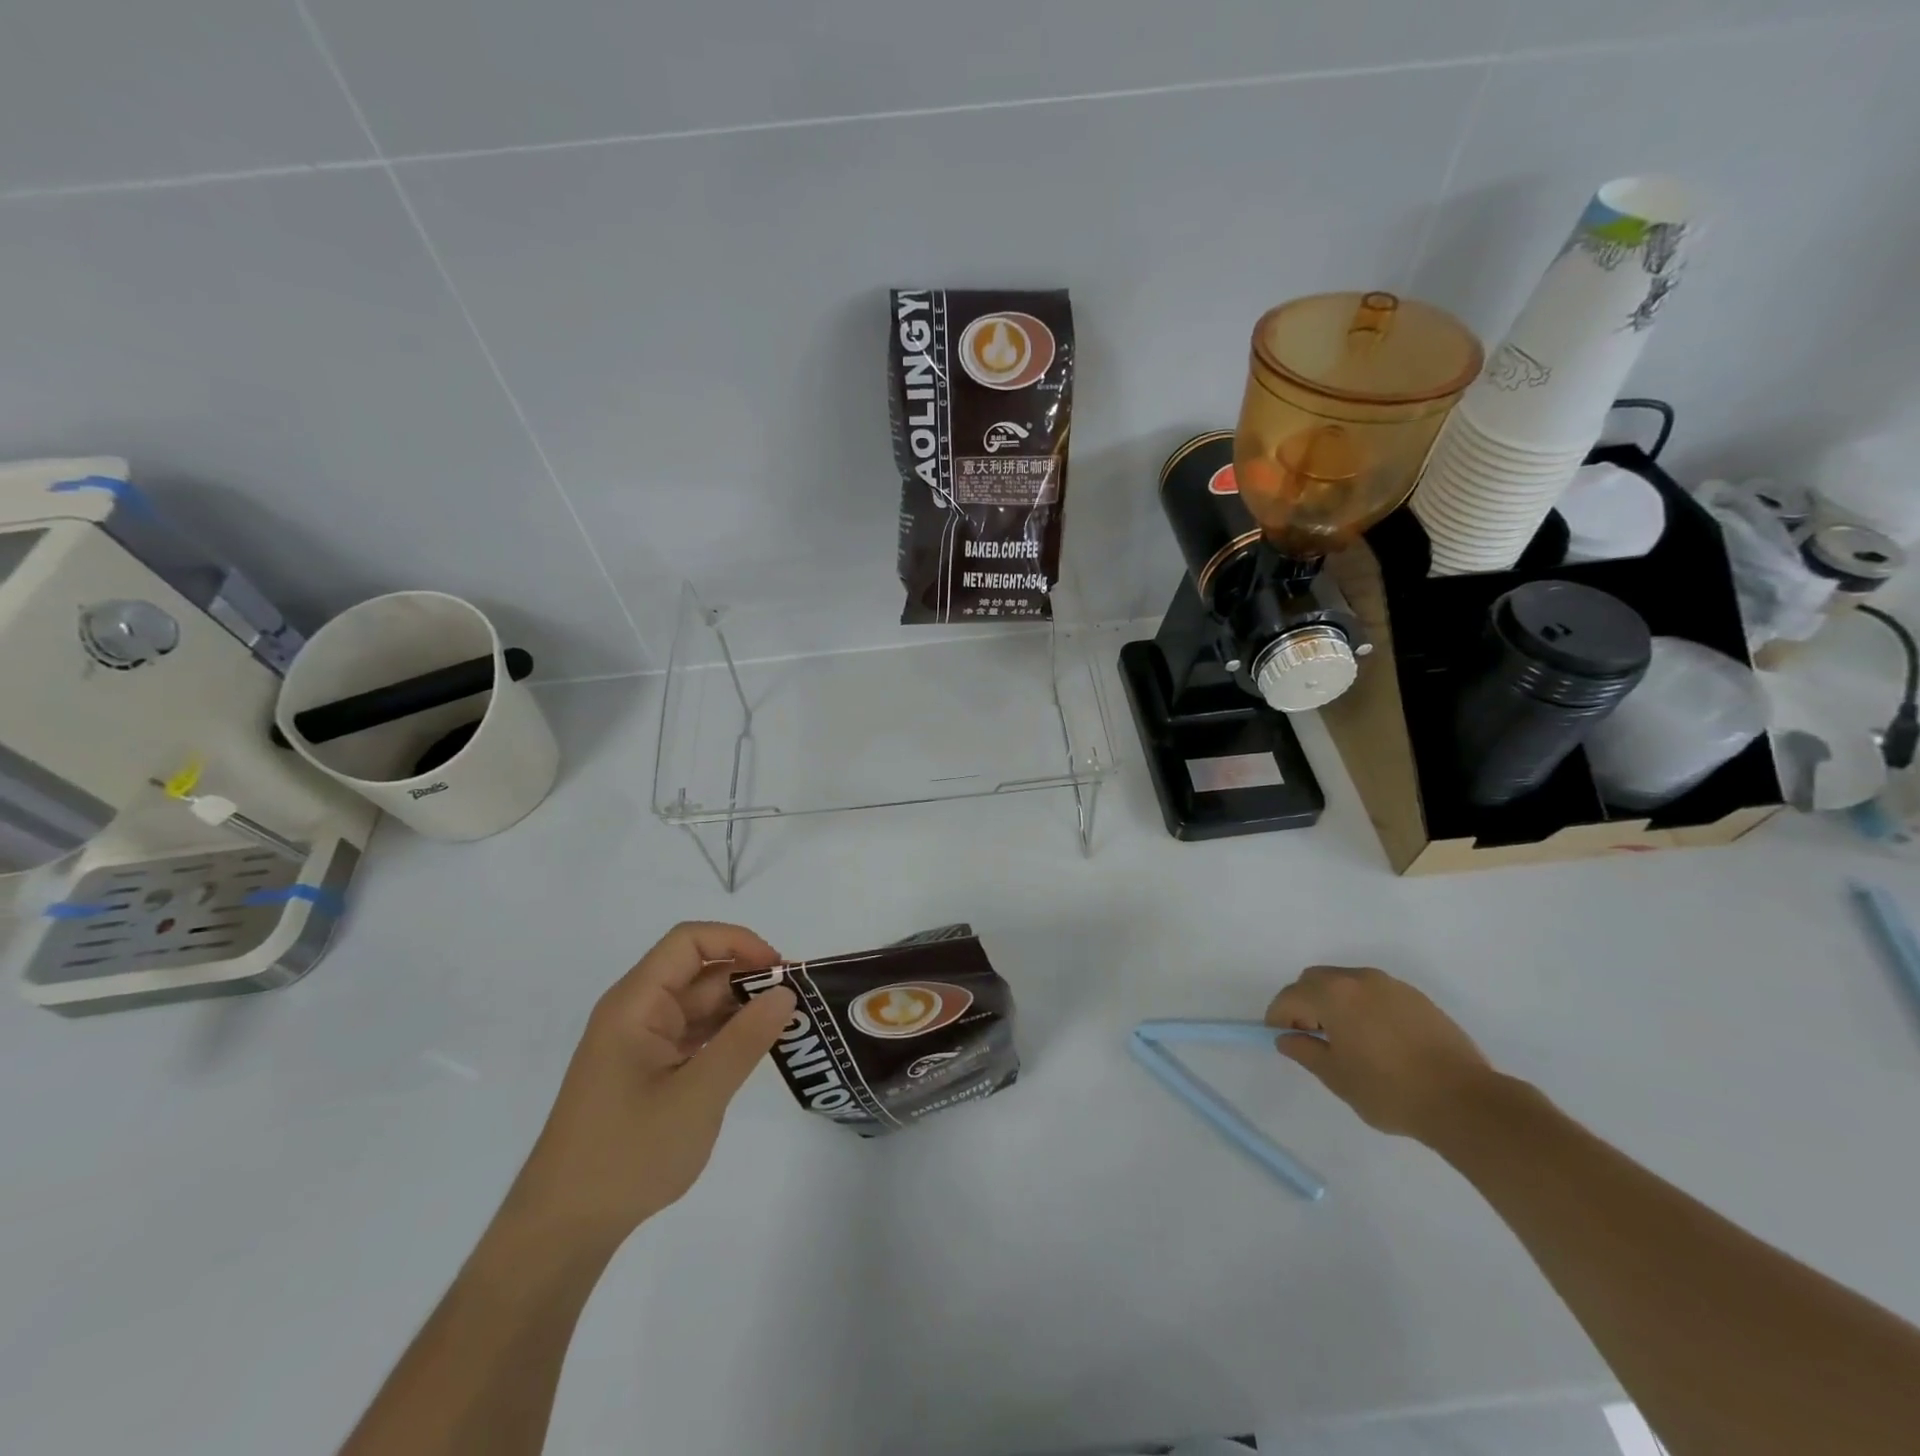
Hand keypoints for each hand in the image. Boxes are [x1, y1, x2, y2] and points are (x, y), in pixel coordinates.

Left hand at [502, 922, 796, 1252]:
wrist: (563, 1229)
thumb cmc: (626, 1154)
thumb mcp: (697, 1095)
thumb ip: (745, 1040)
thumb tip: (785, 991)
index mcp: (636, 1004)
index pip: (689, 942)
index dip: (738, 942)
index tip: (779, 969)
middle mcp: (637, 1013)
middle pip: (699, 973)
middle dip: (748, 978)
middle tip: (798, 1001)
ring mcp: (641, 1043)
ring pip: (699, 1005)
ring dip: (741, 1009)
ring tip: (787, 1025)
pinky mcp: (647, 1071)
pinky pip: (693, 1036)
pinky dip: (726, 1036)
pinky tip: (757, 1050)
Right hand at [1265, 965, 1494, 1143]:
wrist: (1465, 1102)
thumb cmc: (1390, 1091)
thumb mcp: (1337, 1077)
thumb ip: (1305, 1052)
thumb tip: (1287, 1039)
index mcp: (1333, 994)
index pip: (1291, 996)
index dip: (1279, 1016)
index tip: (1281, 1038)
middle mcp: (1359, 979)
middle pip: (1316, 980)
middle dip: (1305, 1003)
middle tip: (1311, 1035)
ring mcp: (1391, 985)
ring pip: (1347, 983)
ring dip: (1335, 1002)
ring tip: (1345, 1038)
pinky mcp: (1417, 998)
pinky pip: (1375, 993)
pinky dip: (1363, 1006)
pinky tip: (1376, 1038)